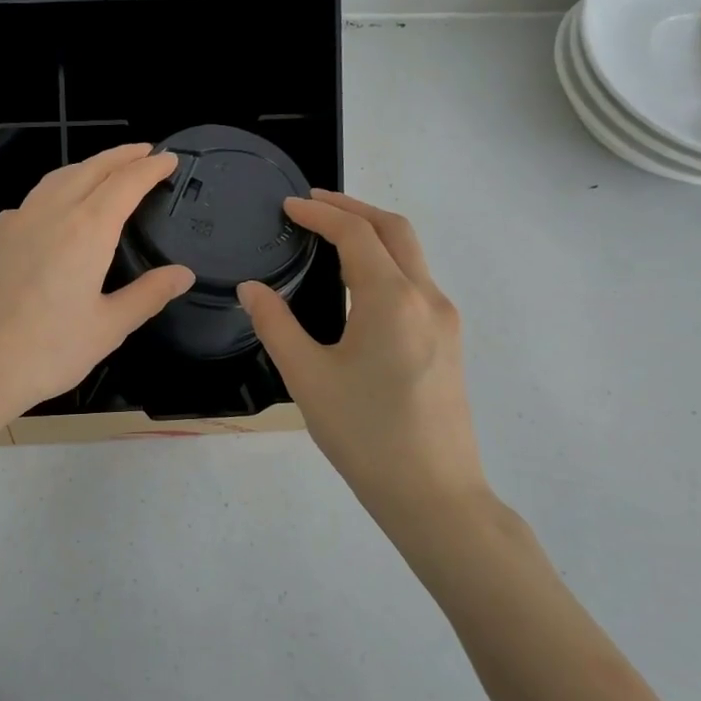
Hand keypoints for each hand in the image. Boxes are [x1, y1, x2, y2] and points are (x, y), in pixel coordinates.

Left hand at [0, 144, 194, 430]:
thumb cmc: (45, 352)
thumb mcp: (108, 328)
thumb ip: (147, 295)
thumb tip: (183, 274)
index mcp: (86, 229)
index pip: (125, 182)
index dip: (150, 167)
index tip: (169, 159)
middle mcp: (50, 213)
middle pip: (90, 169)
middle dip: (121, 156)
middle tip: (145, 152)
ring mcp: (15, 222)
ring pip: (57, 178)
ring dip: (87, 167)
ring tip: (106, 170)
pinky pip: (32, 200)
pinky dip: (56, 189)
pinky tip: (57, 210)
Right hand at [239, 191, 487, 521]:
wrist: (434, 494)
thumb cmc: (364, 434)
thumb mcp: (307, 377)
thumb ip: (275, 324)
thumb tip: (251, 288)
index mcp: (392, 298)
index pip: (355, 234)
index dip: (320, 213)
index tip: (288, 206)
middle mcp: (427, 297)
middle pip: (394, 230)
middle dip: (353, 208)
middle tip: (312, 206)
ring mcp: (445, 320)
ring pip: (411, 254)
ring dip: (372, 234)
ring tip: (330, 238)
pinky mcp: (449, 342)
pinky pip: (416, 282)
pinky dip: (386, 263)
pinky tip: (358, 286)